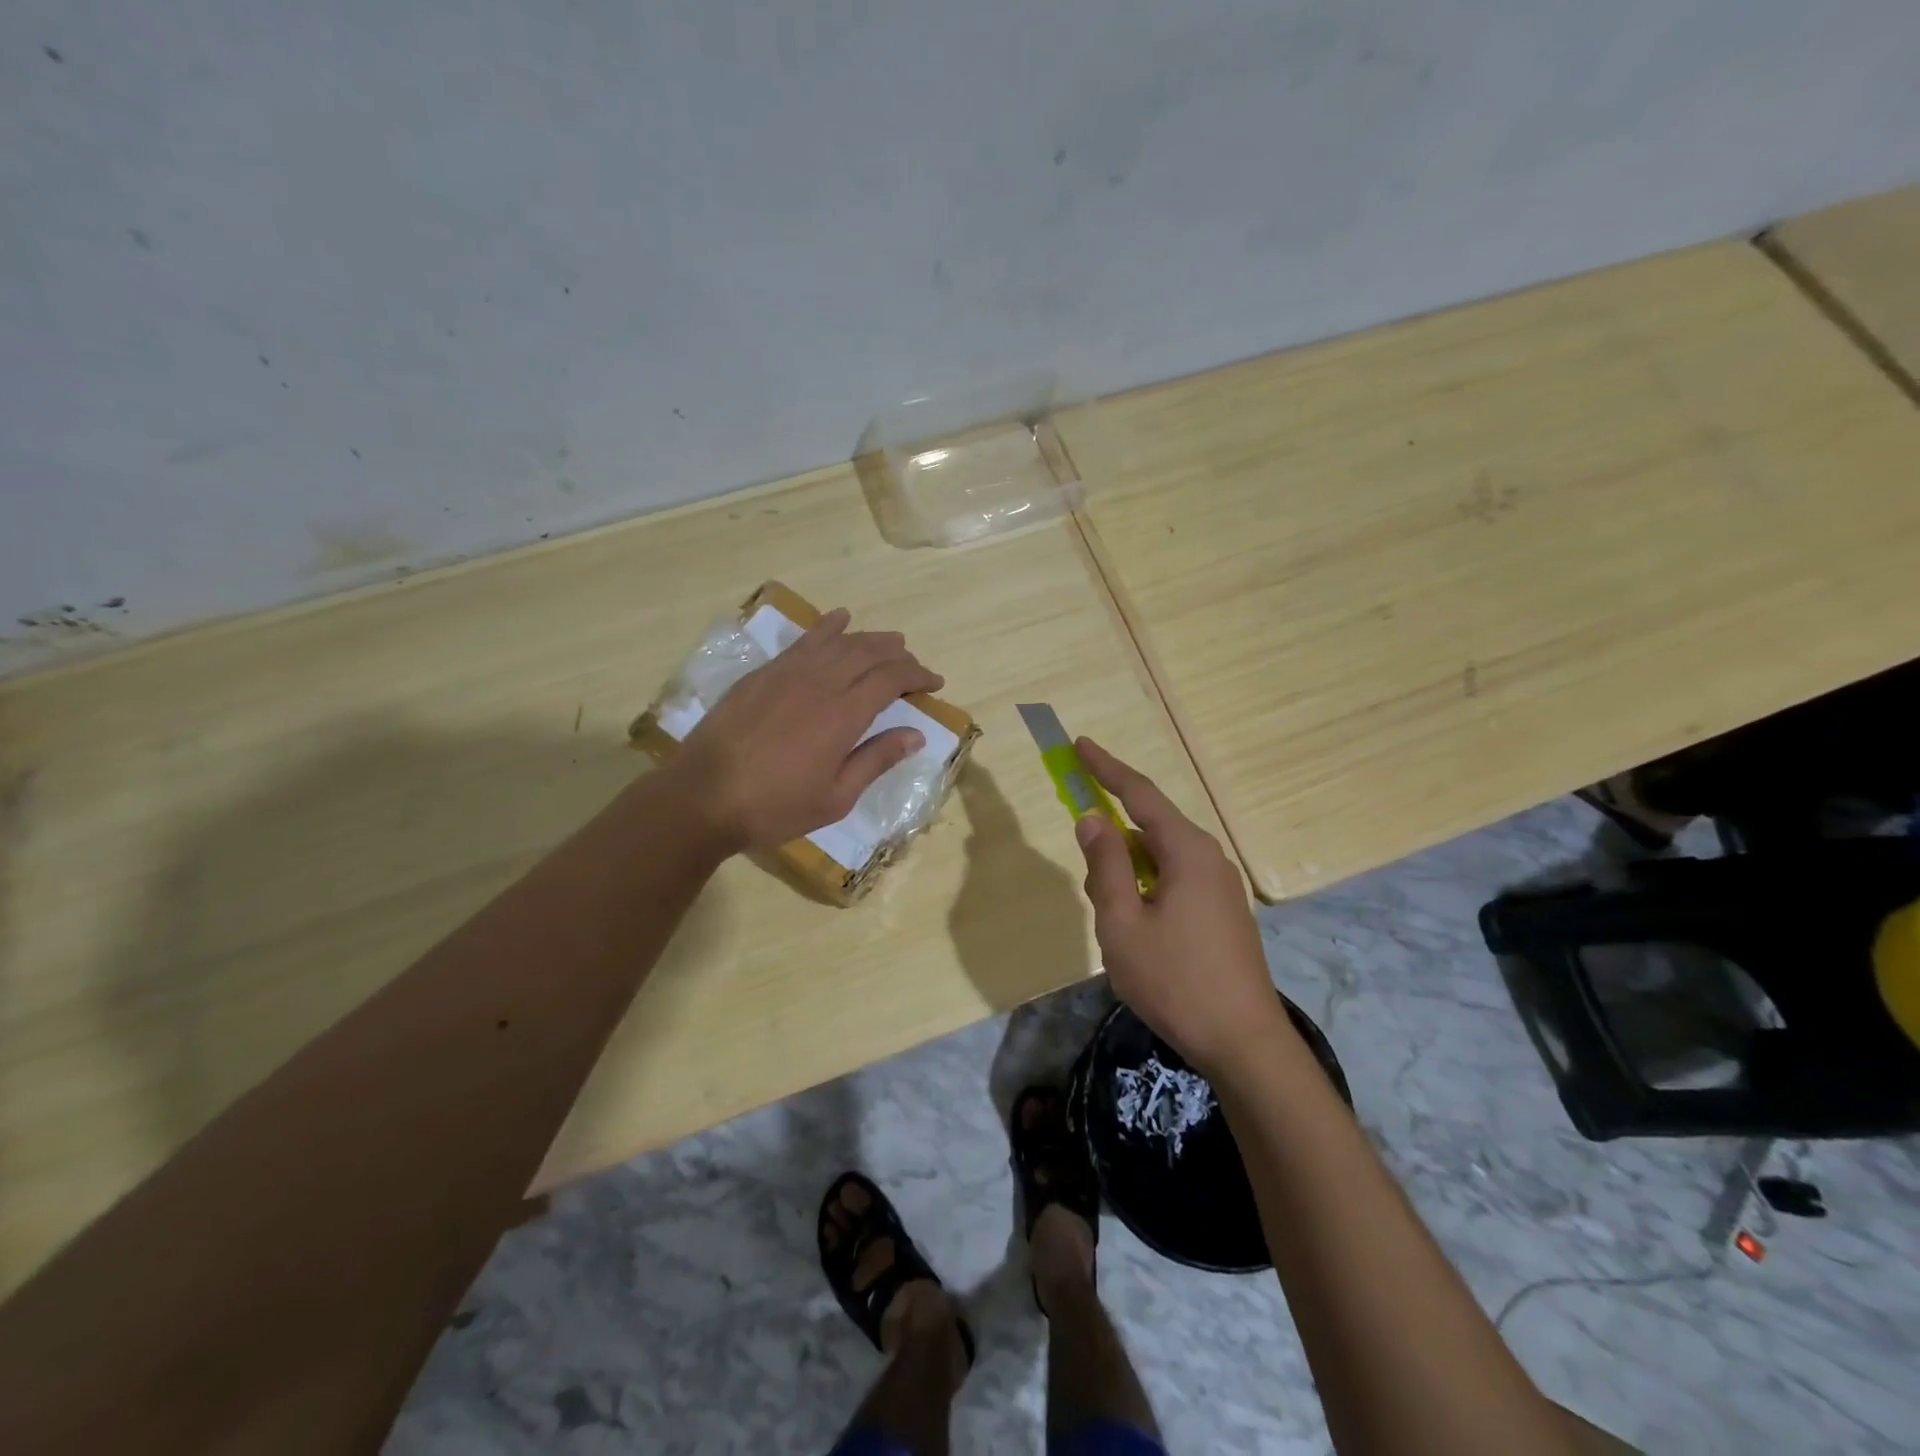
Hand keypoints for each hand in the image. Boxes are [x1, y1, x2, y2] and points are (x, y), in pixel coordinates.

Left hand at [668, 607, 943, 851]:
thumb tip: (916, 735)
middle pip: (868, 653)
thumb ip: (876, 760)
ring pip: (838, 641)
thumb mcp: (836, 797)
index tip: (935, 682)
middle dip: (897, 654)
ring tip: (888, 640)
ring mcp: (788, 673)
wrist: (703, 796)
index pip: (891, 679)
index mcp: (844, 715)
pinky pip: (802, 641)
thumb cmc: (775, 807)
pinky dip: (826, 627)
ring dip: (868, 638)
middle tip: (913, 664)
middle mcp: (820, 683)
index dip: (918, 675)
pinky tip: (838, 620)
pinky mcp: (763, 673)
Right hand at [1073, 738, 1291, 1077]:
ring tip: (1112, 919)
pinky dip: (1146, 888)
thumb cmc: (1175, 981)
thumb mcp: (1122, 923)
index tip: (1080, 745)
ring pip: (1160, 860)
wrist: (1244, 1043)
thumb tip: (1093, 819)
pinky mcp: (1223, 913)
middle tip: (1087, 870)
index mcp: (1187, 851)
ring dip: (1127, 874)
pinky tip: (1137, 928)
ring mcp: (1221, 887)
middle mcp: (1209, 858)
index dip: (1106, 768)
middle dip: (1112, 839)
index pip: (1140, 794)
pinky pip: (1174, 881)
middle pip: (1150, 828)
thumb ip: (1105, 865)